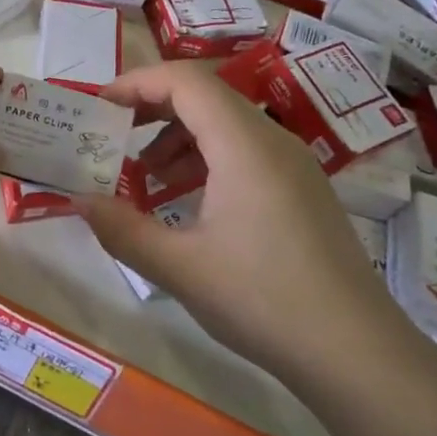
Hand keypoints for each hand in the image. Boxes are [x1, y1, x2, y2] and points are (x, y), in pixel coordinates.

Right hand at [75, 63, 407, 379]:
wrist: (358, 353)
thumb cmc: (264, 300)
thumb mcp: (180, 268)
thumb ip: (122, 229)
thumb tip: (78, 200)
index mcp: (244, 145)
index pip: (185, 82)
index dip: (137, 83)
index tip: (99, 106)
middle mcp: (273, 140)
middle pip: (206, 95)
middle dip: (153, 107)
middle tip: (112, 134)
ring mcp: (294, 165)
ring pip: (226, 123)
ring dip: (178, 136)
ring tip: (145, 175)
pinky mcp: (302, 190)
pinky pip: (245, 151)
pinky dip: (206, 159)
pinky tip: (187, 200)